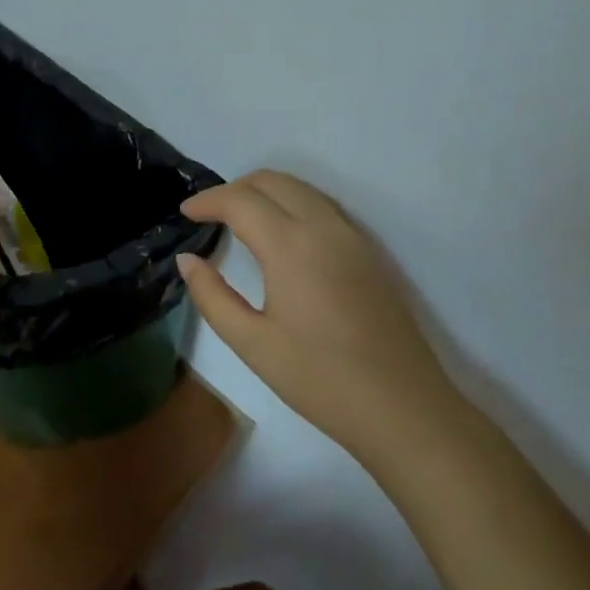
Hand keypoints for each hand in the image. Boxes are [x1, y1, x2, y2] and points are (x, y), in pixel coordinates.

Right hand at [178, 170, 463, 458]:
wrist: (404, 409)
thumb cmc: (320, 380)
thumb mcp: (252, 343)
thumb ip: (212, 296)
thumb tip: (188, 260)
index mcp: (291, 244)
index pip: (239, 200)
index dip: (207, 200)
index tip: (185, 214)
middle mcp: (323, 226)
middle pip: (271, 180)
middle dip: (234, 188)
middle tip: (209, 214)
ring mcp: (352, 236)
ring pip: (300, 187)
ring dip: (265, 191)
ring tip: (240, 219)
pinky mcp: (369, 251)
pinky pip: (322, 205)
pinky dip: (292, 202)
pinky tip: (281, 234)